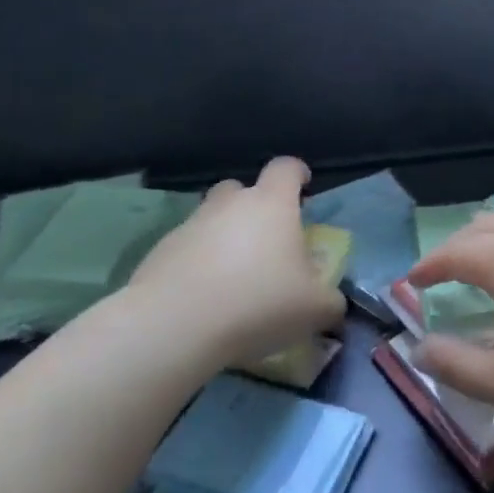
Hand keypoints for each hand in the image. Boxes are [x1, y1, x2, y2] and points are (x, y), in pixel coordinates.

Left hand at [116, 157, 343, 365]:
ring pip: (211, 218)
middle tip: (265, 238)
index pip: (286, 168)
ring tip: (233, 275)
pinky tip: (204, 297)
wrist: (176, 324)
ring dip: (223, 236)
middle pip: (241, 188)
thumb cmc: (258, 302)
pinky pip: (186, 249)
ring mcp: (190, 225)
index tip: (304, 188)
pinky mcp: (160, 252)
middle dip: (253, 205)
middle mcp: (230, 204)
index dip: (297, 174)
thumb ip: (330, 301)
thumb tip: (332, 303)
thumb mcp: (314, 309)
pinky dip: (197, 264)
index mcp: (272, 204)